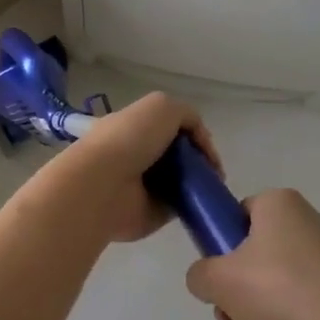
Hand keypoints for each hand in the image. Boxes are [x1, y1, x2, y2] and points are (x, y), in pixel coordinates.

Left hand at [46, 92, 222, 244]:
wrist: (104, 184)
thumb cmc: (130, 139)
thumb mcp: (163, 107)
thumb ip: (187, 116)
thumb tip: (200, 141)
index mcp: (134, 127)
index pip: (169, 128)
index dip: (192, 134)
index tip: (206, 146)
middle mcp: (138, 155)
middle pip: (178, 155)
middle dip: (199, 159)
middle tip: (214, 169)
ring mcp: (145, 186)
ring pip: (182, 180)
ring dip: (200, 182)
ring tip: (214, 185)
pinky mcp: (152, 212)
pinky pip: (181, 206)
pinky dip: (196, 204)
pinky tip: (207, 201)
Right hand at [185, 188, 319, 319]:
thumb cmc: (282, 291)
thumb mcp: (220, 280)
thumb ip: (200, 275)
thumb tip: (207, 281)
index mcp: (279, 204)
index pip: (237, 215)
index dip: (220, 248)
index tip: (217, 281)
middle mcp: (305, 224)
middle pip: (251, 261)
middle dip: (235, 303)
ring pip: (272, 292)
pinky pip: (298, 310)